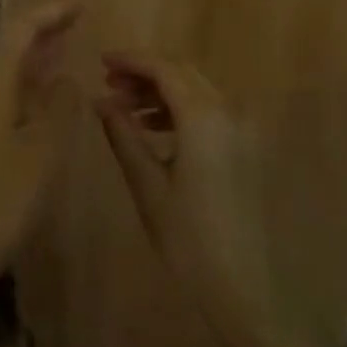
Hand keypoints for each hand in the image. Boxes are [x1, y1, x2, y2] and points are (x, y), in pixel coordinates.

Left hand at [0, 2, 80, 284]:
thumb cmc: (7, 194)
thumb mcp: (46, 146)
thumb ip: (61, 104)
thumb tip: (68, 77)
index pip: (19, 30)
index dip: (49, 13)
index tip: (79, 5)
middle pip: (7, 43)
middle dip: (41, 27)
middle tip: (75, 19)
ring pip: (5, 67)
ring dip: (34, 52)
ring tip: (65, 43)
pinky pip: (4, 89)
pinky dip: (28, 78)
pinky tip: (47, 89)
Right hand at [94, 51, 282, 346]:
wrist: (245, 287)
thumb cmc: (188, 238)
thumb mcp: (147, 185)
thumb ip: (124, 136)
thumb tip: (101, 101)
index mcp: (205, 118)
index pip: (165, 69)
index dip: (132, 60)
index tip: (101, 61)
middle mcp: (229, 113)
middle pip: (184, 74)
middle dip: (146, 73)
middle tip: (109, 84)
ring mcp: (243, 132)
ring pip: (198, 92)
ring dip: (162, 91)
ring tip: (124, 108)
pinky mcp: (246, 150)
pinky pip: (210, 113)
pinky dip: (180, 110)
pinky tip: (154, 130)